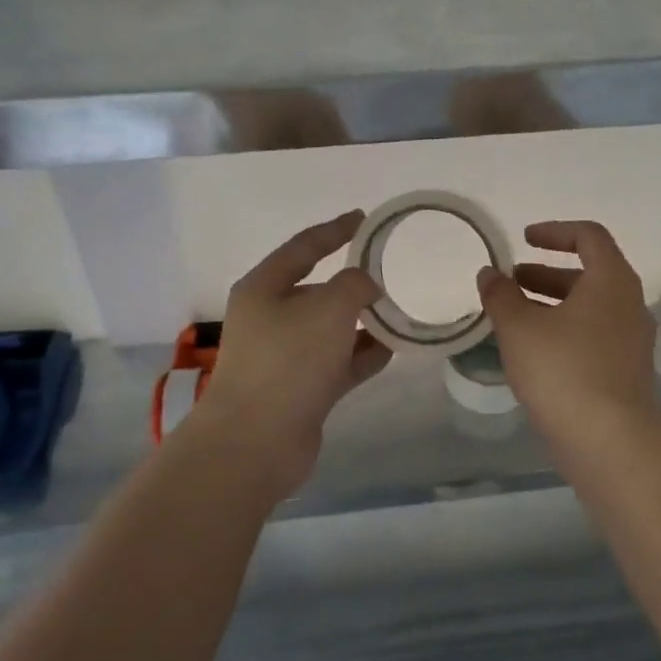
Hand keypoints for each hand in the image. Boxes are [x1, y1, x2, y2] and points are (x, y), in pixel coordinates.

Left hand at [185, 211, 391, 488]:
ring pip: (333, 329)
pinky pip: (340, 362)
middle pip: (319, 290)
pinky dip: (364, 354)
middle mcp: (272, 318)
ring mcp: (287, 357)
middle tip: (393, 272)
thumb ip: (355, 284)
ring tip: (403, 311)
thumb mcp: (328, 307)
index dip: (335, 230)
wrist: (257, 441)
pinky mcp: (303, 390)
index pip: (304, 247)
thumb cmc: (288, 361)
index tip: (365, 219)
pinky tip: (394, 349)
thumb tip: (366, 286)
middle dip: (355, 282)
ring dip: (365, 322)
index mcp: (265, 288)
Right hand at [475, 220, 659, 443]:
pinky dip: (564, 331)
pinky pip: (593, 336)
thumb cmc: (564, 370)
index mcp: (611, 280)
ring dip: (552, 304)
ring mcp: (631, 340)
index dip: (554, 231)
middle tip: (512, 281)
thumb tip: (489, 273)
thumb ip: (501, 295)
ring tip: (514, 317)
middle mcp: (629, 303)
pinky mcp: (625, 371)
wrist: (610, 440)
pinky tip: (534, 352)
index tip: (524, 239)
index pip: (589, 236)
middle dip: (546, 273)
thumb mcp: (520, 328)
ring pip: (589, 308)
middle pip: (589, 273)